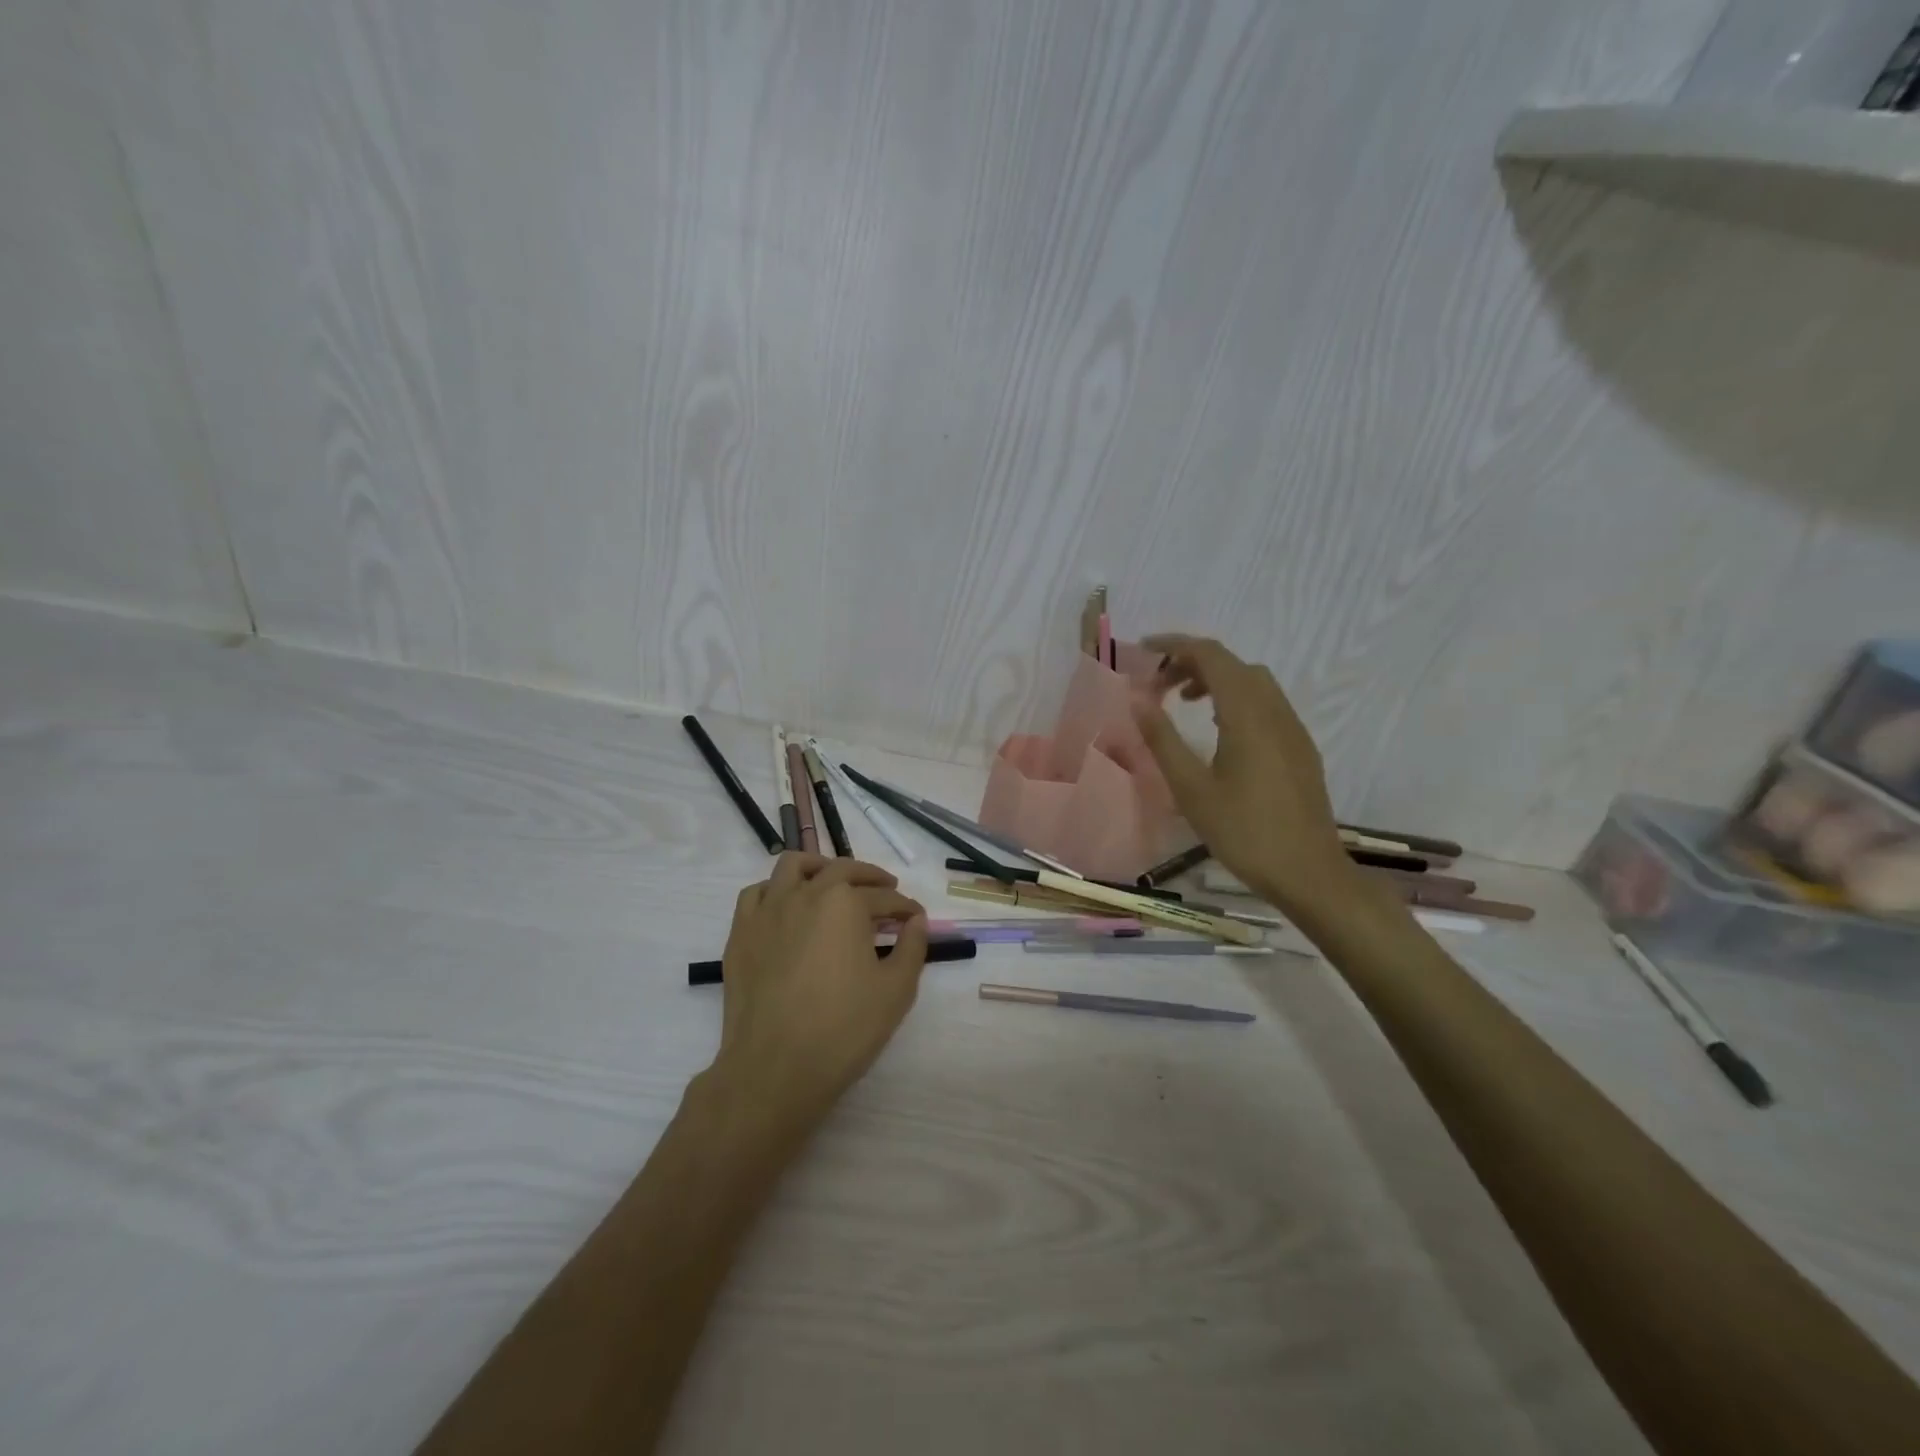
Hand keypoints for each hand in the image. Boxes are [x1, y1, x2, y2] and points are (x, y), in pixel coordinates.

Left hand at [706, 853, 929, 1126]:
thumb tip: (916, 921)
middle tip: (886, 892)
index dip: (905, 908)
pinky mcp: (741, 932)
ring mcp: (768, 910)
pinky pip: (757, 893)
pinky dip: (776, 890)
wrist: (774, 1068)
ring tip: (834, 882)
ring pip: (794, 866)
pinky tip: (788, 907)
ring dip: (820, 867)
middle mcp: (806, 894)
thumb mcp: (896, 991)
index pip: (884, 898)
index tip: (916, 919)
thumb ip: (912, 948)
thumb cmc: (843, 1028)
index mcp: (845, 904)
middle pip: (842, 870)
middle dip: (870, 877)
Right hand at [1132, 634, 1352, 916]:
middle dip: (1193, 662)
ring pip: (1253, 682)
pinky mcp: (1300, 747)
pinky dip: (1235, 699)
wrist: (1308, 872)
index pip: (1211, 656)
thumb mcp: (1191, 788)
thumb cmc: (1243, 831)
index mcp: (1246, 714)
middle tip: (1158, 684)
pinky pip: (1266, 704)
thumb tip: (1138, 700)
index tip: (1144, 651)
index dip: (1176, 645)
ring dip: (1216, 680)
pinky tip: (1218, 731)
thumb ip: (1163, 740)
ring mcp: (1292, 728)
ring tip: (1183, 702)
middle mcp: (1274, 710)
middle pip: (1233, 664)